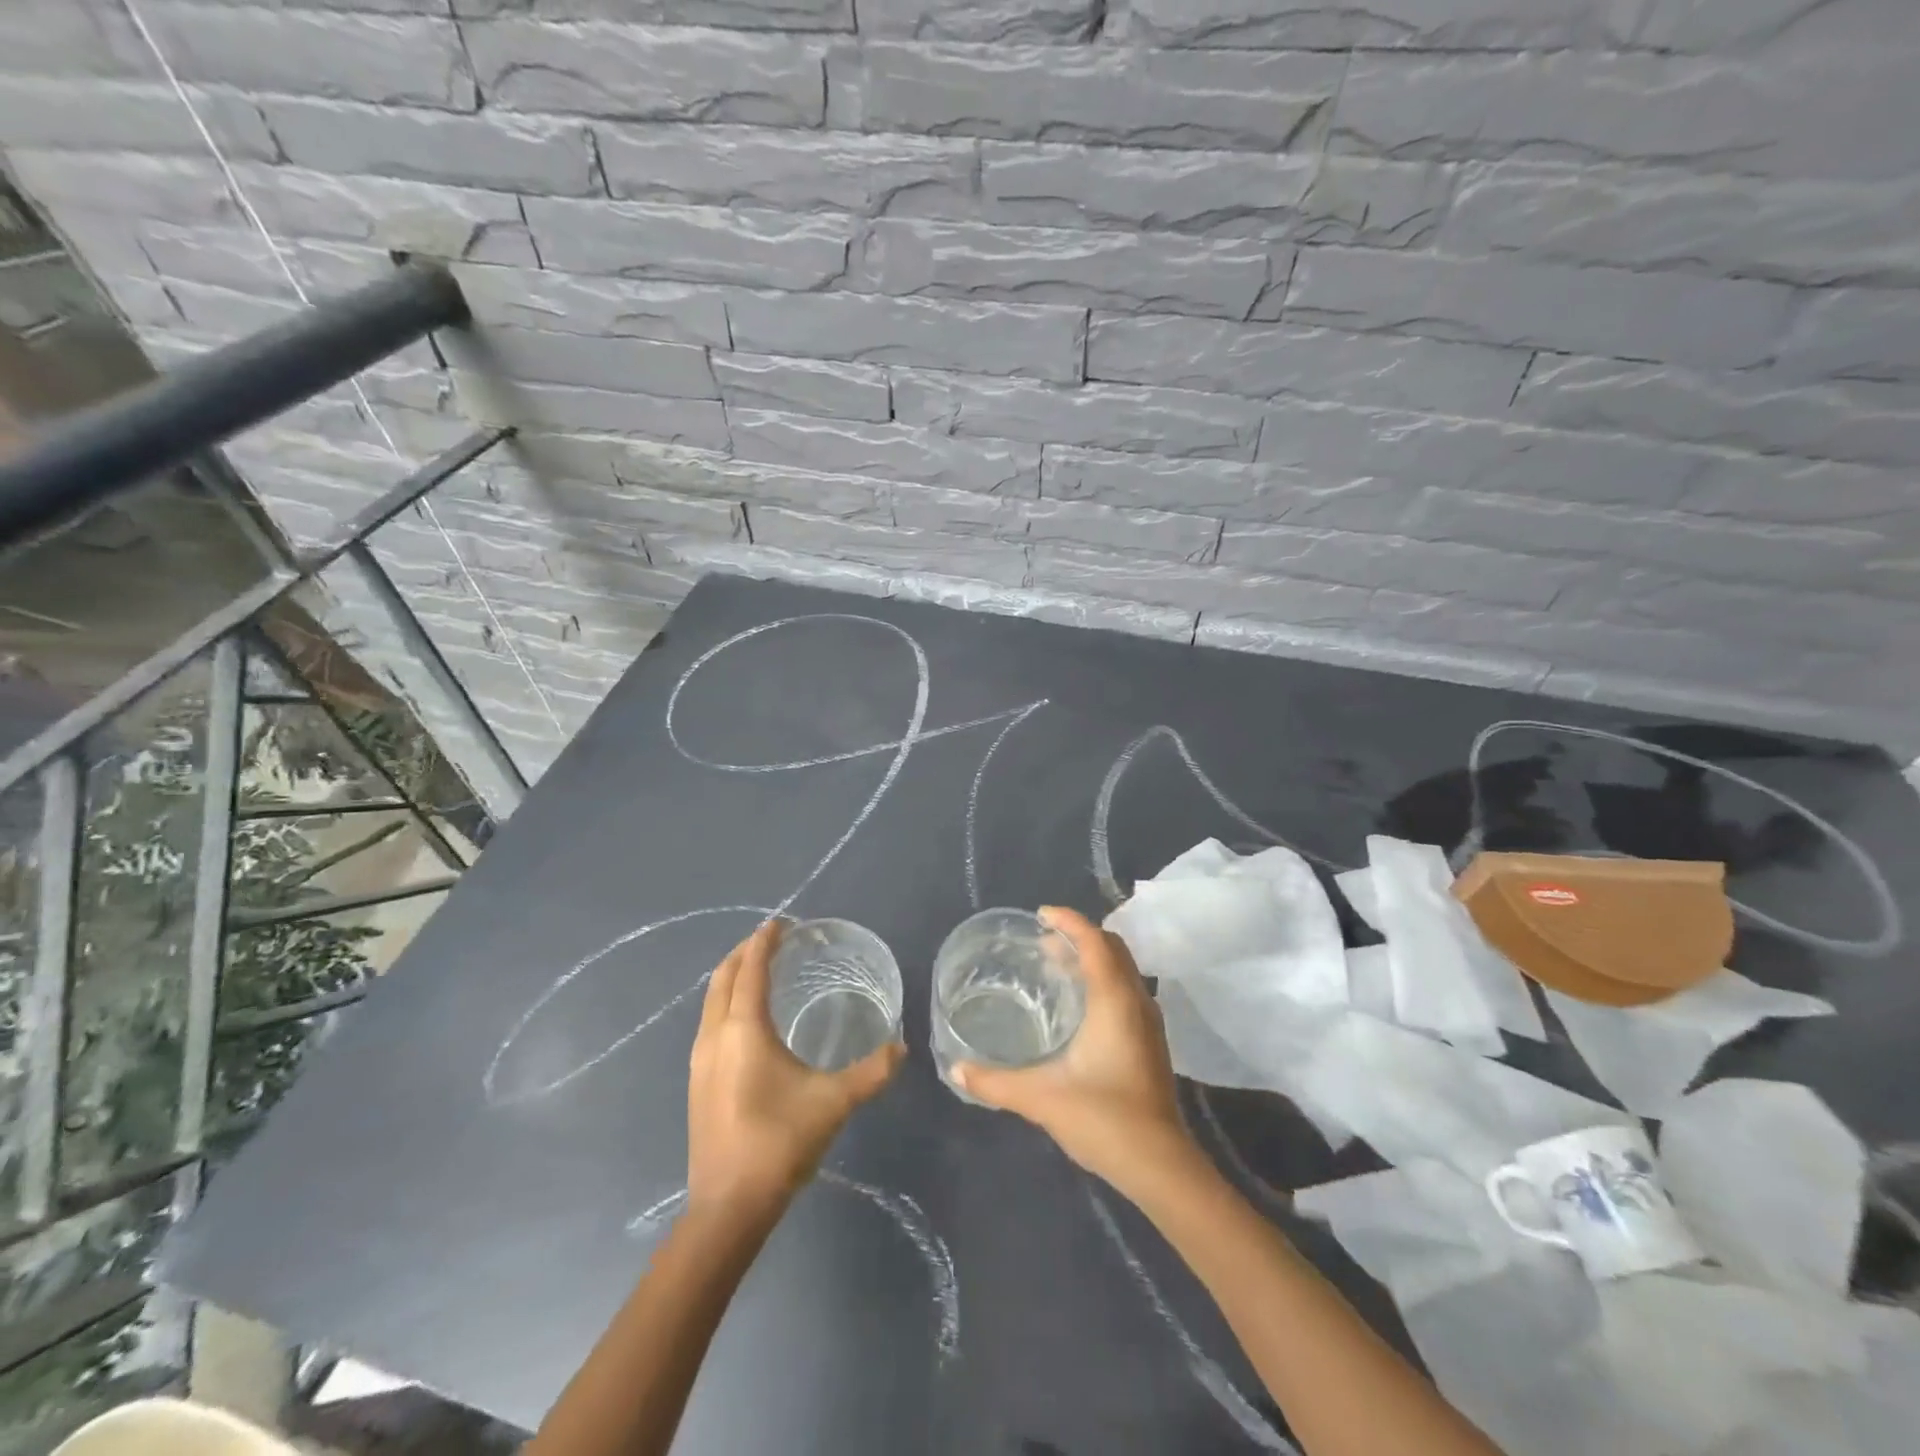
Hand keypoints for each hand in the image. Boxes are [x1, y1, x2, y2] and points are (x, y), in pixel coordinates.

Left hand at [687, 921, 904, 1219]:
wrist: (728, 1207)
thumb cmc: (779, 1143)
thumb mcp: (834, 1103)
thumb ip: (872, 1072)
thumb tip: (902, 1047)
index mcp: (744, 1031)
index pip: (751, 970)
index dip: (764, 942)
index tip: (780, 923)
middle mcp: (715, 1037)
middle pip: (723, 978)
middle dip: (744, 952)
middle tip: (771, 939)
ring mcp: (700, 1061)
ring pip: (710, 1001)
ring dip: (732, 977)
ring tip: (758, 970)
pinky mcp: (697, 1083)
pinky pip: (709, 1023)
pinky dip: (726, 1002)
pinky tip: (746, 1020)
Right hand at [954, 906, 1196, 1196]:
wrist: (1160, 1165)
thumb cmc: (1104, 1119)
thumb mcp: (1042, 1098)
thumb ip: (995, 1082)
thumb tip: (956, 1069)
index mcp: (1115, 1000)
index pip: (1094, 941)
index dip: (1069, 920)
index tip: (1041, 914)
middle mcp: (1136, 1001)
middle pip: (1112, 948)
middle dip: (1079, 936)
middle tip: (1043, 942)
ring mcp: (1149, 1022)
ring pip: (1122, 969)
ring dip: (1092, 958)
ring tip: (1056, 967)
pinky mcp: (1150, 1042)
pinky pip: (1125, 990)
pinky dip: (1102, 980)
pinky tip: (1078, 1007)